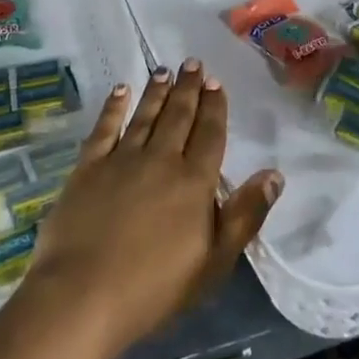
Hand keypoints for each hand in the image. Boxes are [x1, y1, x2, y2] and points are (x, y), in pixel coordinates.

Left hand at [24, 60, 283, 356]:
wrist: (83, 295)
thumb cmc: (155, 288)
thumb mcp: (214, 262)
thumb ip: (245, 215)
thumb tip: (275, 175)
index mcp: (194, 182)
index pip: (209, 134)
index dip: (214, 106)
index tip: (216, 82)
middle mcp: (160, 159)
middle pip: (178, 116)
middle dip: (188, 88)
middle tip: (193, 62)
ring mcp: (121, 159)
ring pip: (145, 115)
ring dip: (156, 91)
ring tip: (164, 69)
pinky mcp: (88, 167)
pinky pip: (104, 127)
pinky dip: (114, 107)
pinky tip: (120, 90)